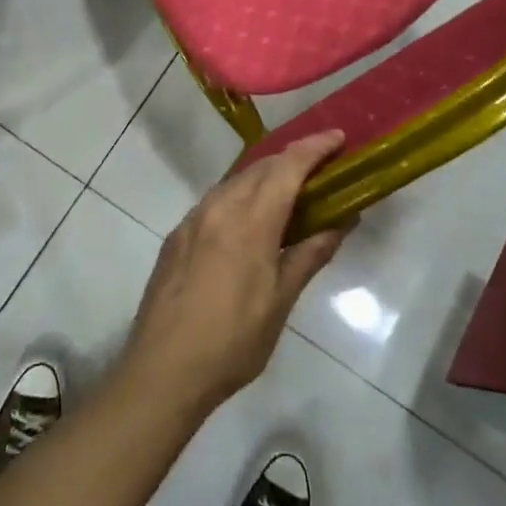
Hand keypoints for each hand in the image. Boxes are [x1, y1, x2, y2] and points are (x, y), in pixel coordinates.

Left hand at [117, 132, 348, 422]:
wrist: (163, 369)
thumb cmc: (232, 341)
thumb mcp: (280, 302)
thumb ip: (309, 254)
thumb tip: (341, 222)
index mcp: (250, 221)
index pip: (287, 167)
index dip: (314, 147)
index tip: (338, 136)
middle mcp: (219, 207)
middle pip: (261, 167)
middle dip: (292, 158)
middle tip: (322, 166)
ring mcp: (193, 218)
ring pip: (236, 181)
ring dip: (265, 176)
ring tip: (290, 190)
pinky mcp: (177, 234)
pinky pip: (215, 200)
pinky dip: (240, 195)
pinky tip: (250, 217)